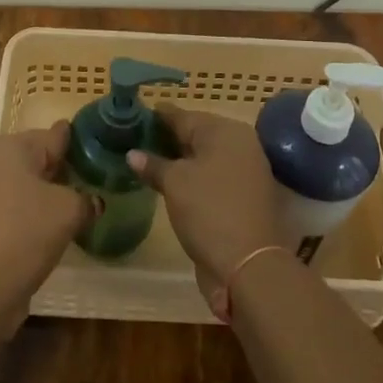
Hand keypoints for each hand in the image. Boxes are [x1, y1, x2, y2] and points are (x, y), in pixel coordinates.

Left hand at [0, 124, 92, 333]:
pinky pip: (11, 208)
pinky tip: (49, 231)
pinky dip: (29, 215)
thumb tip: (93, 201)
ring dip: (46, 195)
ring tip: (76, 208)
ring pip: (23, 185)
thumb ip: (85, 198)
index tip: (100, 150)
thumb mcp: (68, 211)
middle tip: (93, 183)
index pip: (54, 135)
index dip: (79, 144)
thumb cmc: (25, 234)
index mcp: (10, 147)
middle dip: (62, 171)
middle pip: (36, 159)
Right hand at [129, 109, 284, 299]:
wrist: (249, 266)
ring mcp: (245, 171)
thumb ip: (153, 164)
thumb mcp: (175, 183)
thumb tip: (133, 154)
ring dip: (179, 159)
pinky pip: (212, 176)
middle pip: (196, 134)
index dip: (157, 116)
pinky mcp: (244, 196)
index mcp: (225, 131)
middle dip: (167, 138)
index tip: (134, 116)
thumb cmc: (209, 211)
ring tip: (147, 162)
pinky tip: (170, 183)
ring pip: (204, 157)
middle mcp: (239, 144)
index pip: (183, 116)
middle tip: (135, 141)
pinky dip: (192, 177)